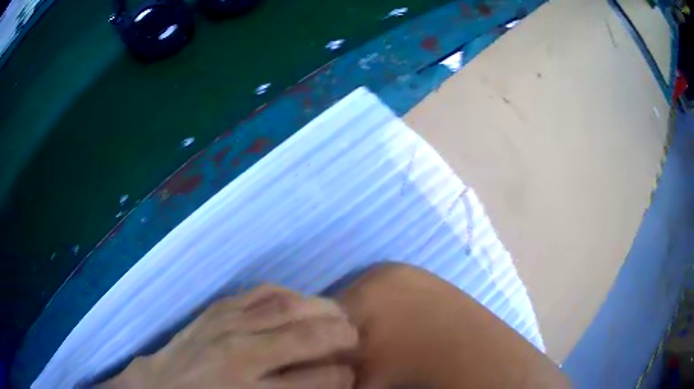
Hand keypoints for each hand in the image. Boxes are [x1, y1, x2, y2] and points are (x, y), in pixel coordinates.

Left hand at [101, 285, 356, 388]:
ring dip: (319, 308)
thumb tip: (326, 384)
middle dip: (340, 335)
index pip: (316, 381)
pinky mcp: (215, 309)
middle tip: (354, 336)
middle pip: (304, 338)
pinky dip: (286, 293)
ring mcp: (225, 325)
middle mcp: (241, 355)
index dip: (342, 377)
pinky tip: (299, 300)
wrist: (159, 387)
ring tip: (337, 314)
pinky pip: (258, 293)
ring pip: (284, 308)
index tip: (350, 374)